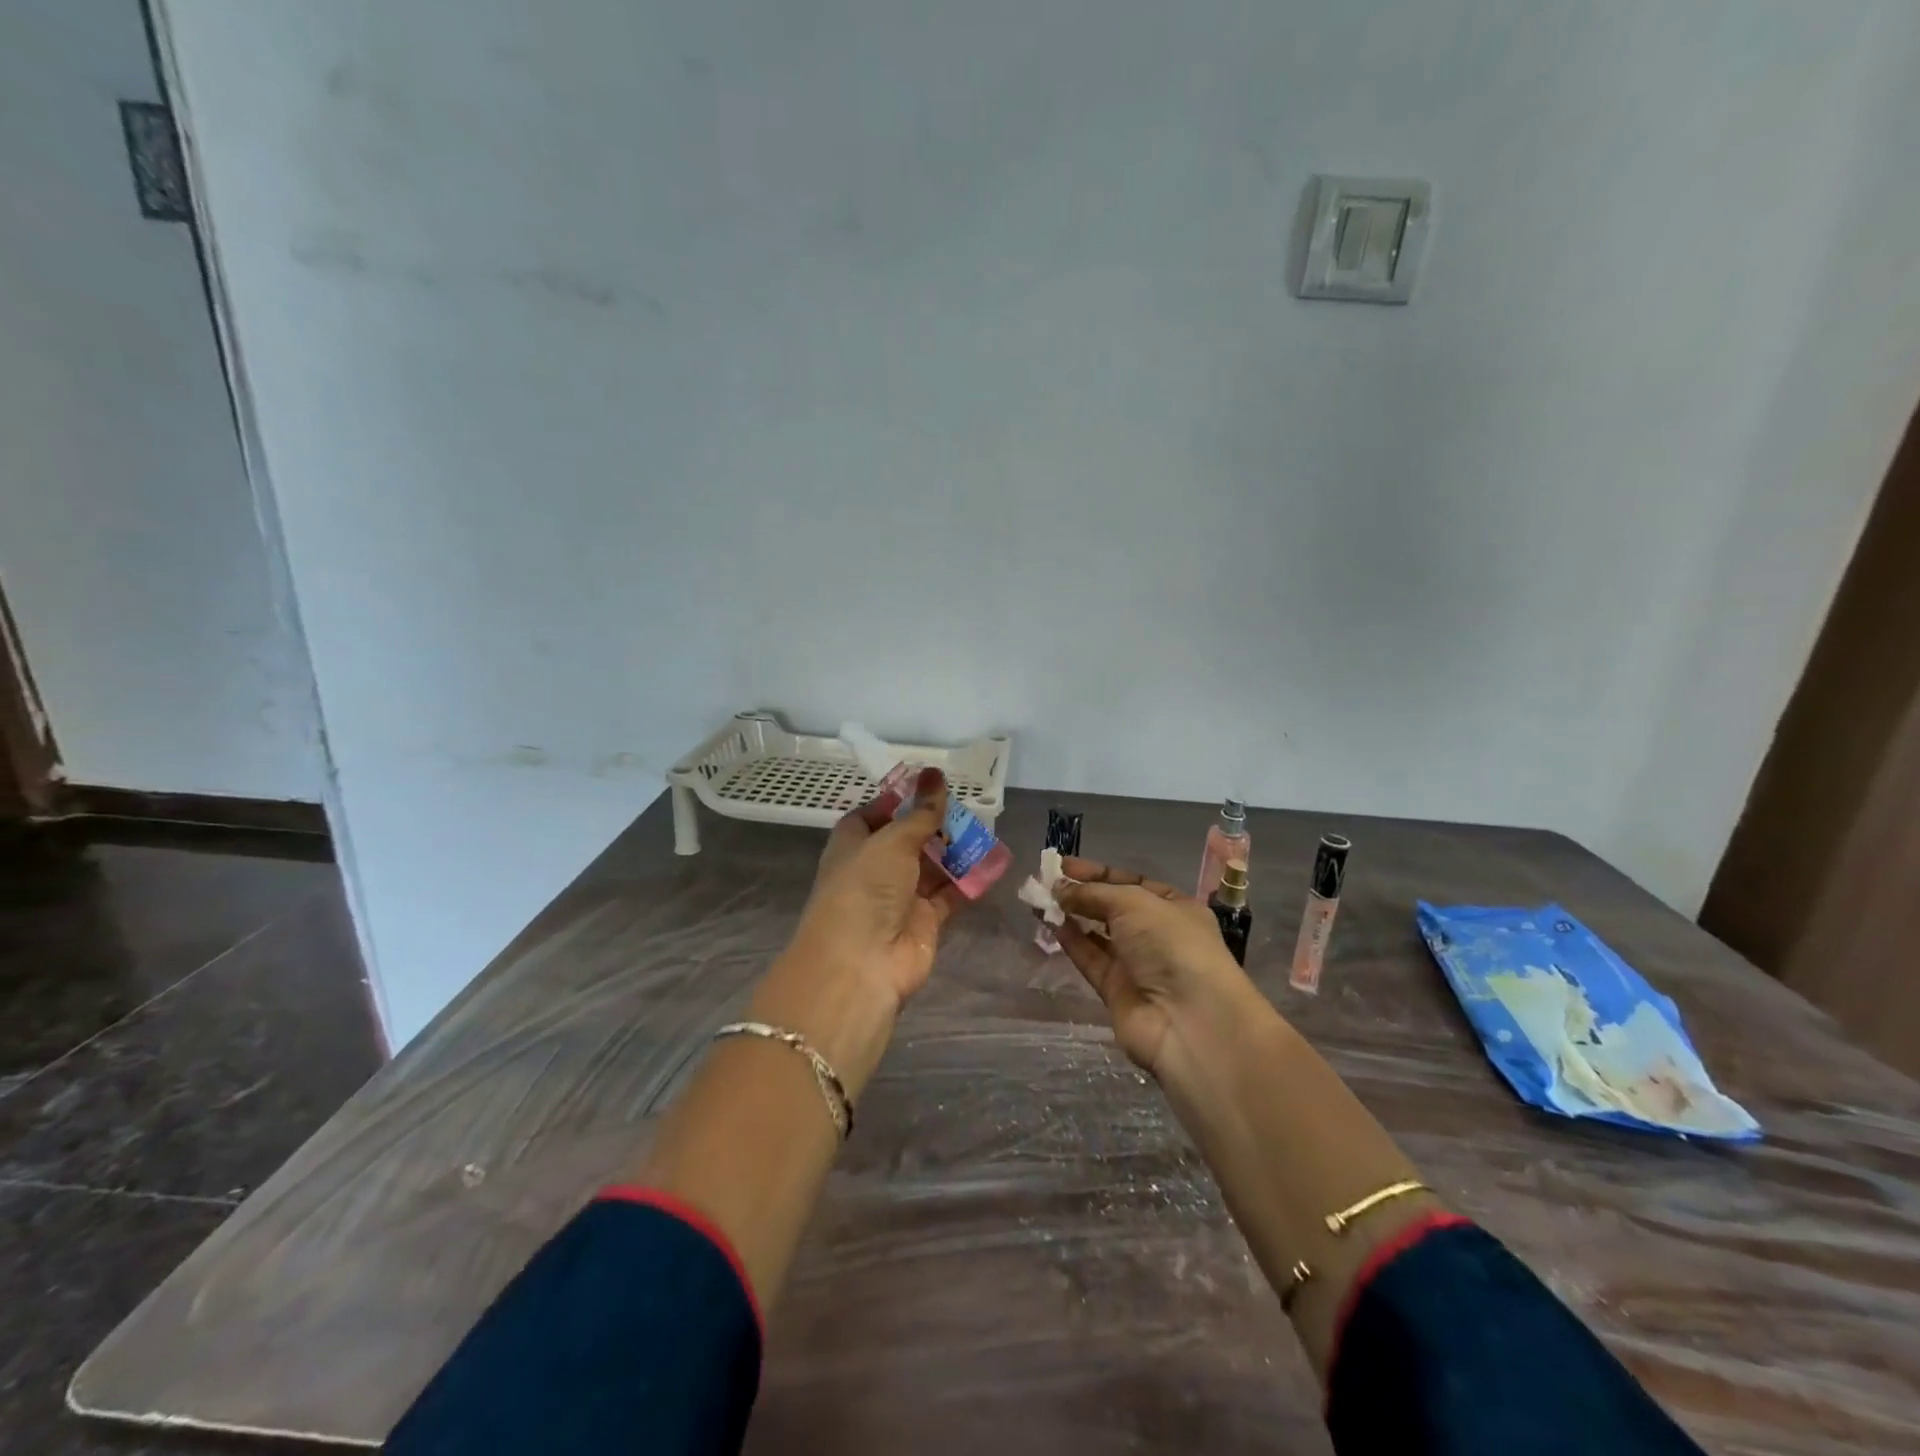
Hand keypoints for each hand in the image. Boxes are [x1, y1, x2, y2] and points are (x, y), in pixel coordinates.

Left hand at [782, 765, 961, 1012]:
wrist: (861, 963)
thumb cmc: (865, 888)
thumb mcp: (893, 840)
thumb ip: (921, 812)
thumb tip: (935, 774)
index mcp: (852, 844)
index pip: (872, 815)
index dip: (898, 801)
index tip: (928, 786)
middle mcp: (874, 869)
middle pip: (907, 840)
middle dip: (934, 824)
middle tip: (967, 805)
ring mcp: (900, 897)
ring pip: (931, 866)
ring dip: (955, 850)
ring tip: (985, 827)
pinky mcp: (924, 922)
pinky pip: (950, 894)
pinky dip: (968, 880)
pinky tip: (992, 861)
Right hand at [1053, 857, 1265, 1080]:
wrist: (1188, 1020)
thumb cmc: (1171, 944)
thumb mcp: (1133, 902)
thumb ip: (1092, 892)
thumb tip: (1058, 889)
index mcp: (1174, 907)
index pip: (1131, 882)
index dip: (1097, 873)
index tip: (1063, 865)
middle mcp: (1157, 934)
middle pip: (1112, 908)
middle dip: (1081, 893)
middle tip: (1046, 881)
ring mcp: (1137, 965)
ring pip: (1097, 934)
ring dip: (1070, 915)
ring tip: (1039, 899)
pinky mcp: (1117, 992)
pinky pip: (1090, 959)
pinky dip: (1071, 941)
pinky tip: (1049, 923)